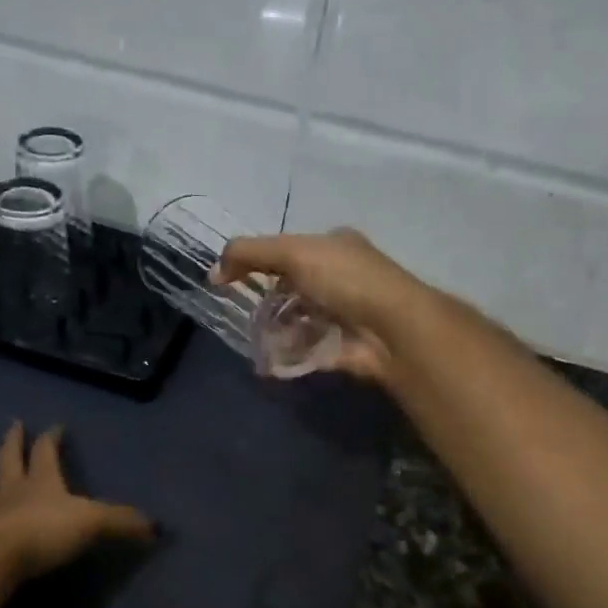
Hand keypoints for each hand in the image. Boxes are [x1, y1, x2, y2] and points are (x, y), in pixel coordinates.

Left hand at [0, 421, 153, 576]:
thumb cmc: (47, 534)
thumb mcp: (95, 523)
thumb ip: (124, 522)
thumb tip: (158, 527)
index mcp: (42, 481)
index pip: (48, 451)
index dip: (52, 438)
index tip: (55, 425)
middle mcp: (12, 490)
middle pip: (10, 458)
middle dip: (13, 441)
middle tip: (11, 424)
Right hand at [214, 229, 429, 383]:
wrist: (393, 329)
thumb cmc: (345, 280)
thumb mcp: (293, 253)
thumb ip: (249, 254)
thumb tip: (213, 273)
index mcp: (335, 246)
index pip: (291, 250)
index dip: (260, 262)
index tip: (232, 280)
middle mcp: (343, 277)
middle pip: (294, 287)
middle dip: (268, 302)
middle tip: (245, 315)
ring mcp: (345, 314)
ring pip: (299, 320)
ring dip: (276, 331)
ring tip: (256, 341)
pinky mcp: (344, 347)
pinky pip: (308, 349)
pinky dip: (289, 355)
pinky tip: (271, 361)